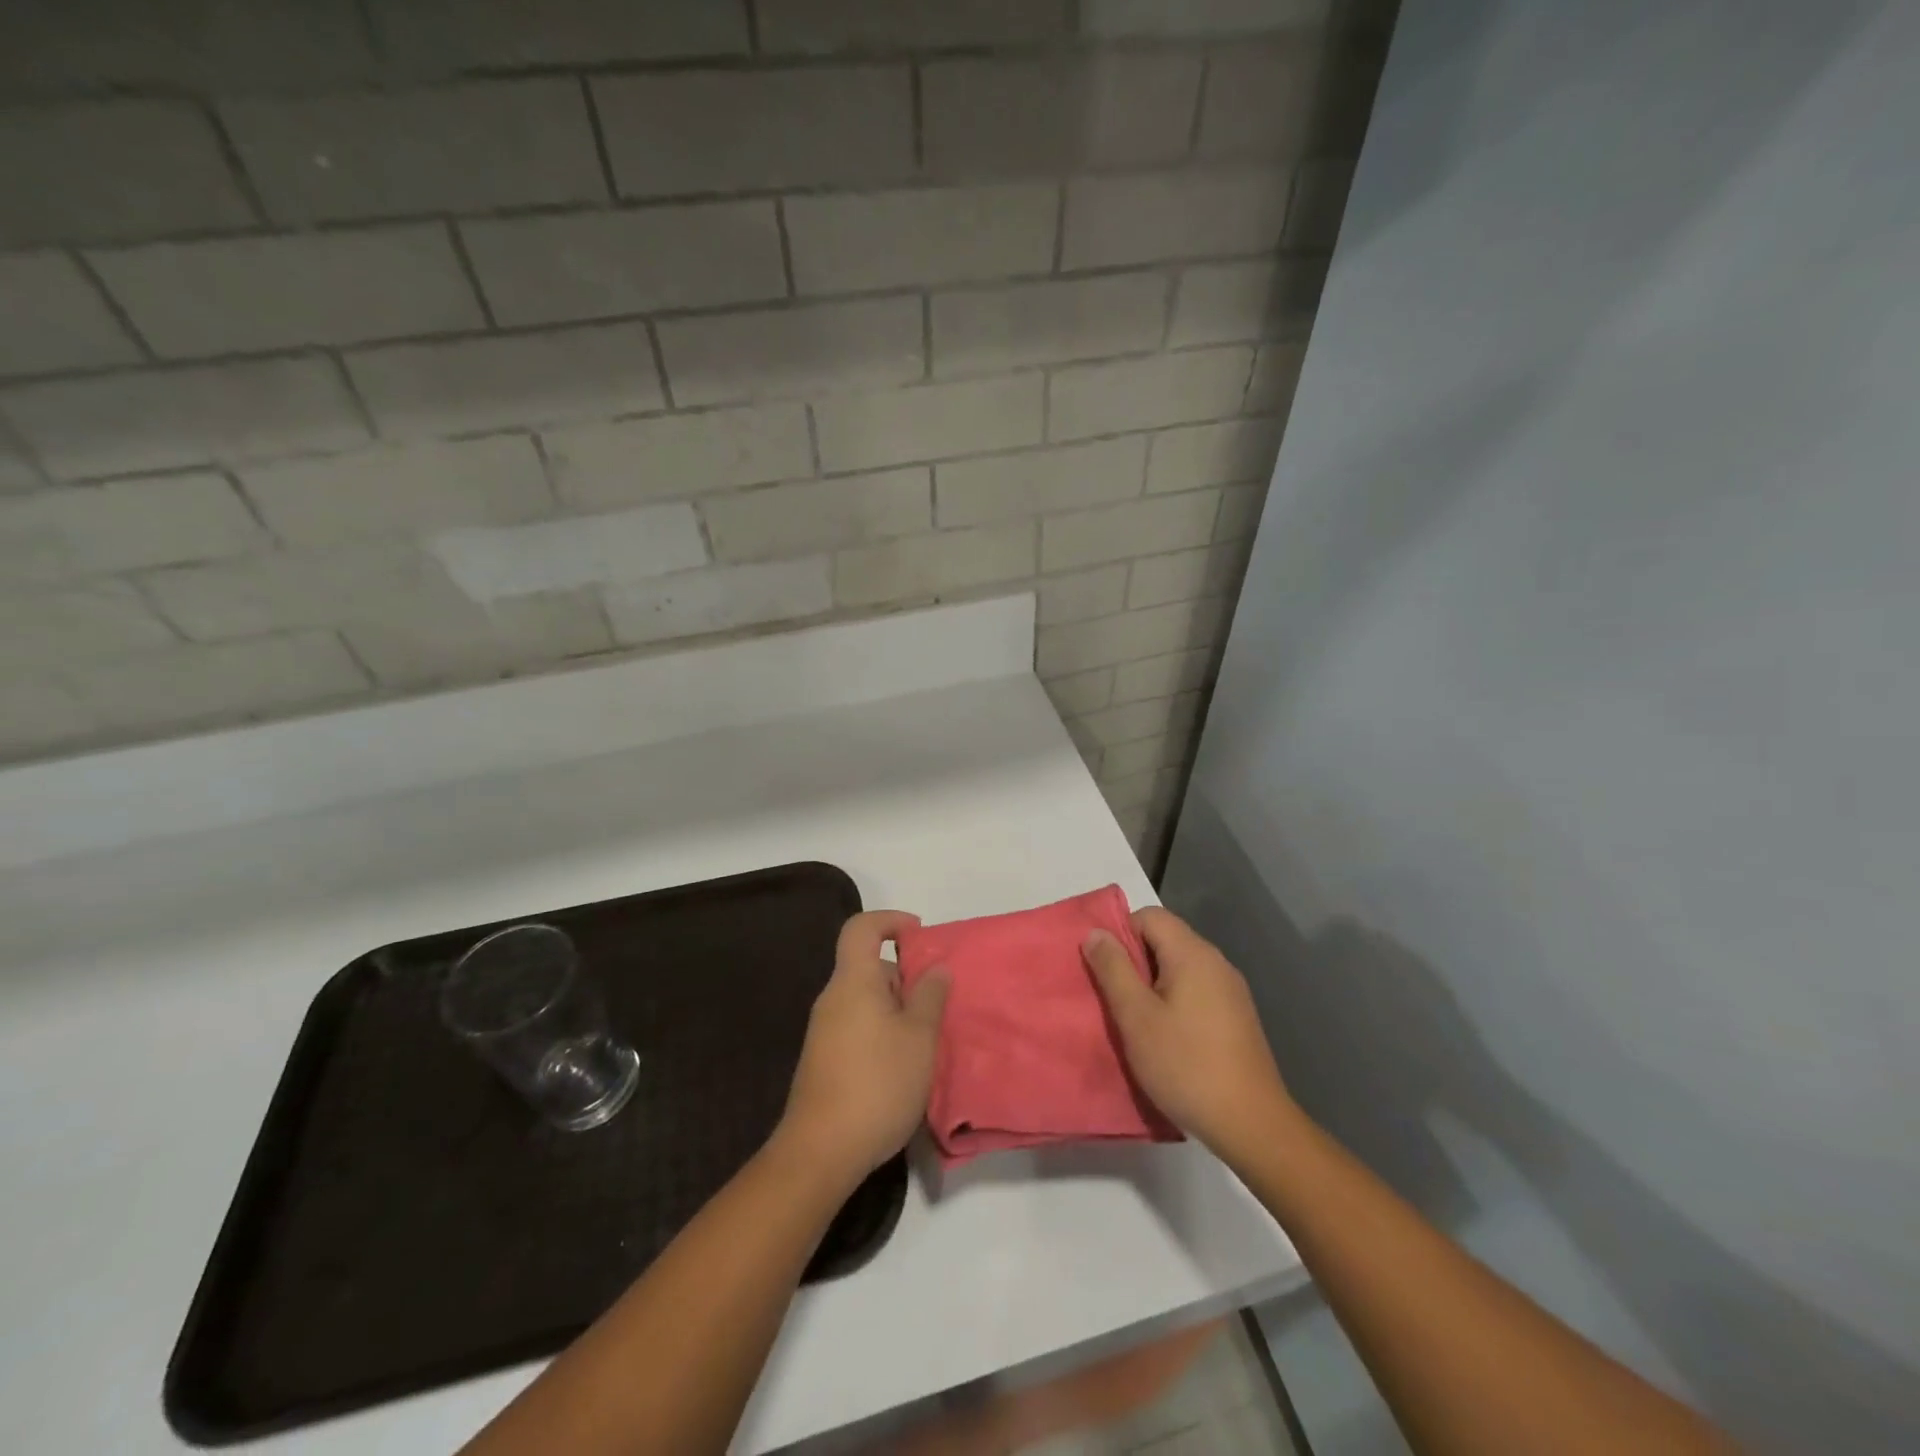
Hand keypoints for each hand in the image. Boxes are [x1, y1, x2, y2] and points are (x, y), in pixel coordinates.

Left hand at [777, 910, 949, 1185]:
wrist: (821, 1151)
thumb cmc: (877, 1083)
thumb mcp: (919, 1038)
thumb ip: (930, 996)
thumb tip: (936, 968)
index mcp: (853, 981)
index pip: (861, 928)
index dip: (890, 920)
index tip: (920, 935)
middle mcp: (833, 998)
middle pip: (868, 967)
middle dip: (905, 976)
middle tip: (937, 1003)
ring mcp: (825, 1030)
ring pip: (866, 1000)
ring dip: (897, 1009)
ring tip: (926, 1039)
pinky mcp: (824, 1060)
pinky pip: (858, 1026)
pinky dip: (883, 1031)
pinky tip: (903, 1065)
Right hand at [1082, 907, 1301, 1162]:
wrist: (1251, 1124)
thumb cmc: (1185, 1065)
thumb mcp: (1136, 1016)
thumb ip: (1113, 969)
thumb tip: (1096, 932)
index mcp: (1193, 953)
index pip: (1149, 916)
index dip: (1120, 933)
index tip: (1103, 969)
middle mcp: (1216, 962)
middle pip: (1165, 939)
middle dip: (1134, 961)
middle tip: (1112, 997)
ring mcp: (1231, 990)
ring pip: (1179, 967)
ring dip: (1152, 984)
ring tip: (1134, 1019)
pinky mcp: (1237, 1016)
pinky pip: (1196, 990)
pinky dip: (1173, 1001)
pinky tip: (1165, 1036)